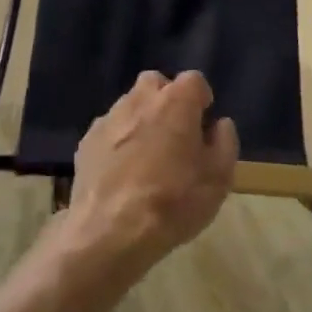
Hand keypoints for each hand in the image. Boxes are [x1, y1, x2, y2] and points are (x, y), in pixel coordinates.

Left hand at [64, 70, 238, 282]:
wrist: (109, 231)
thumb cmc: (173, 202)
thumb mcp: (219, 179)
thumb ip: (224, 142)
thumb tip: (219, 124)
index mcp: (176, 102)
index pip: (194, 80)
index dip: (201, 100)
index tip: (204, 126)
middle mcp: (140, 99)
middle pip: (156, 84)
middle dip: (167, 100)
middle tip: (175, 135)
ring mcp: (109, 118)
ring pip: (130, 105)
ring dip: (141, 120)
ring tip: (147, 157)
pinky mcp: (87, 140)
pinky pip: (110, 130)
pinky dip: (119, 141)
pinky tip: (122, 172)